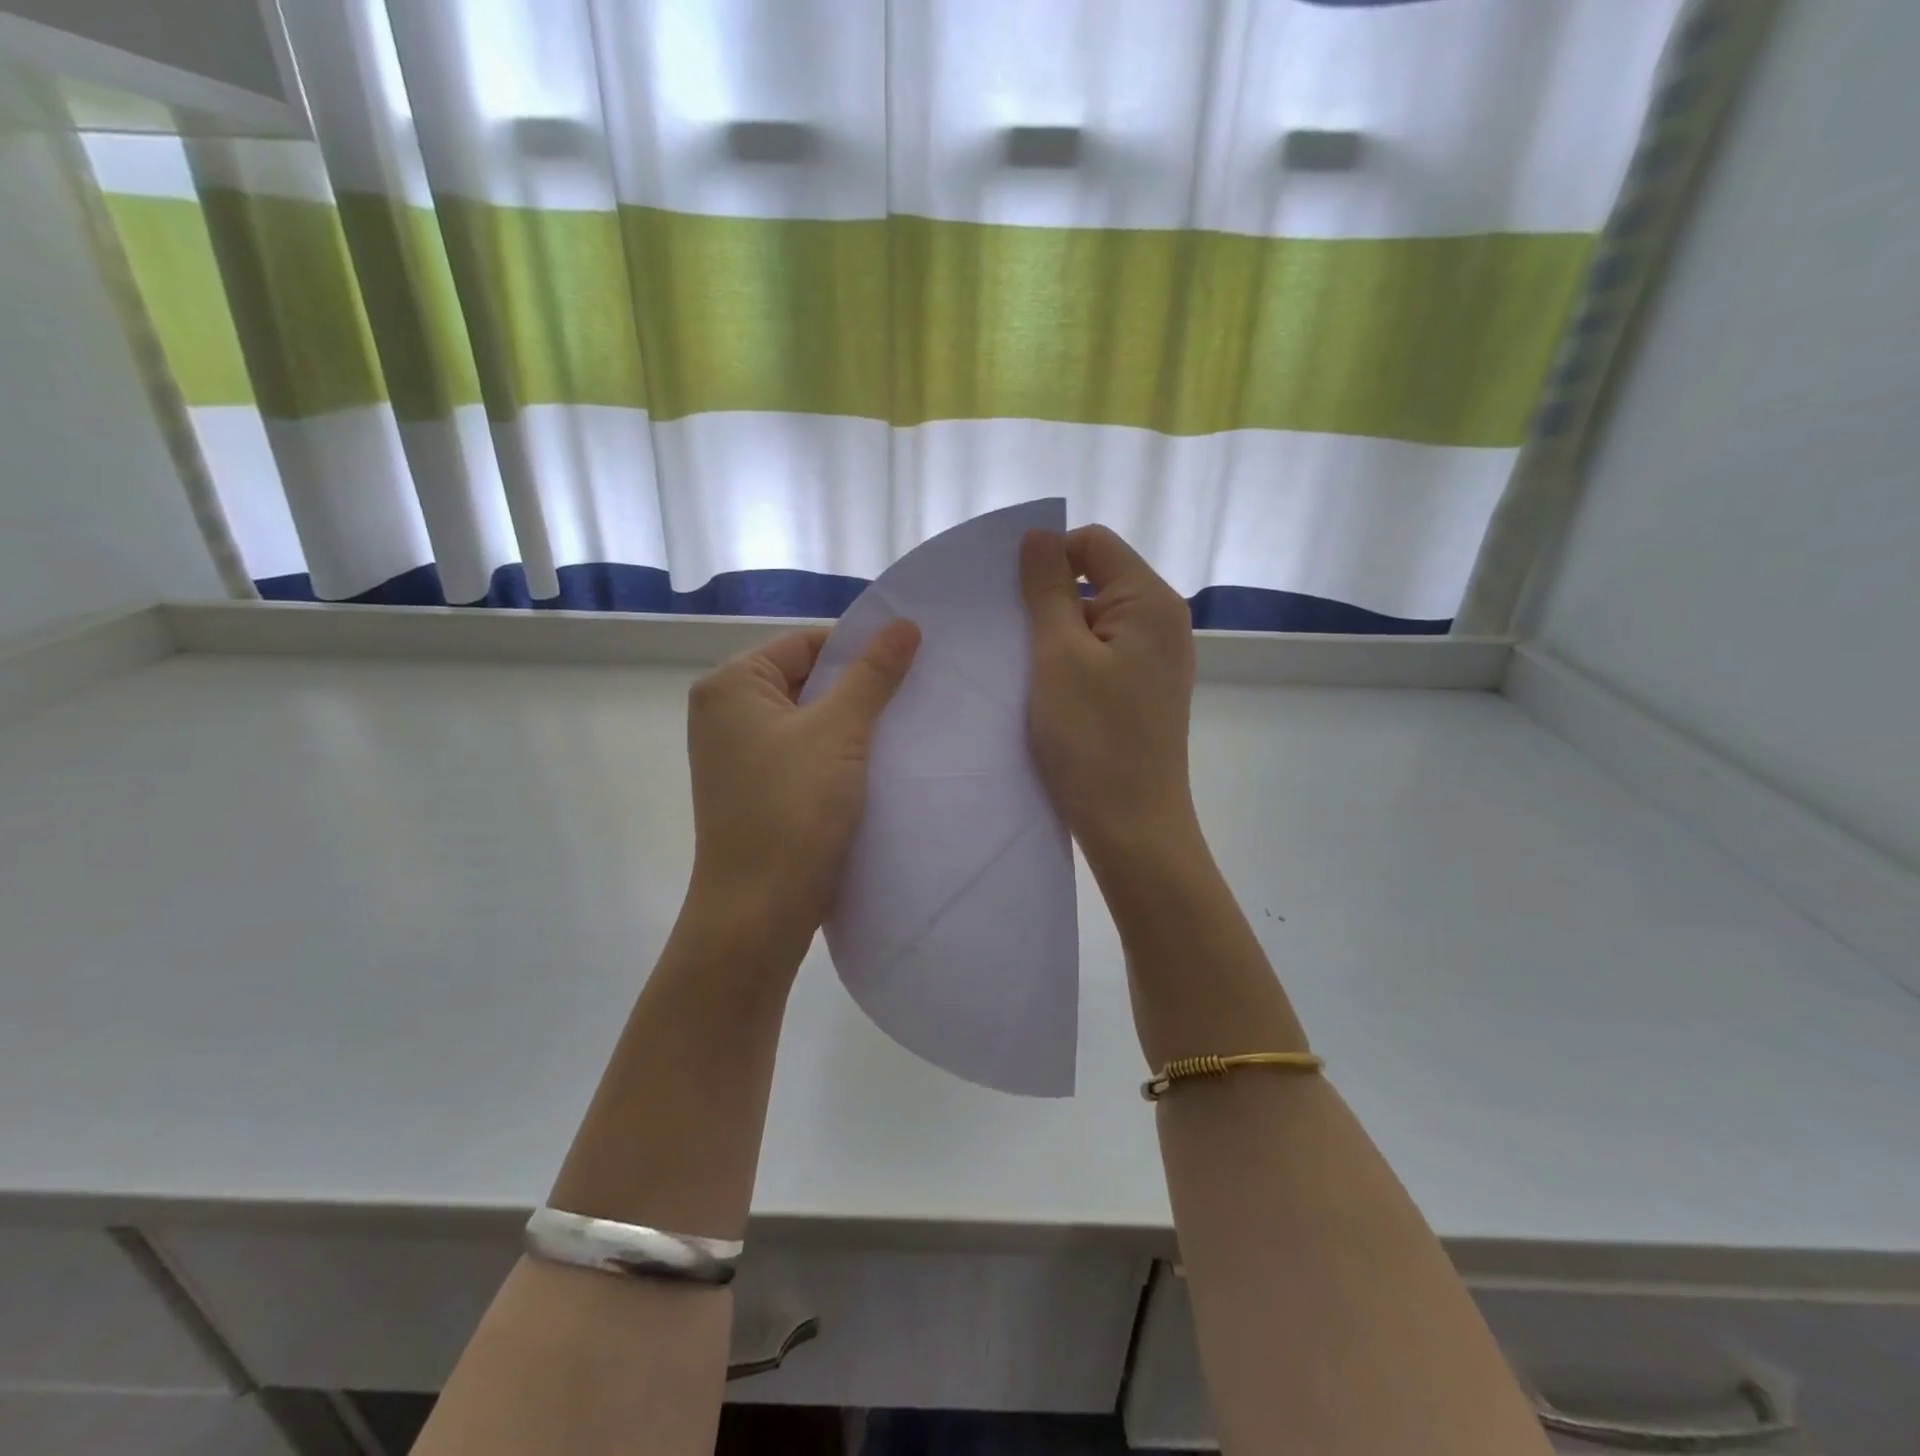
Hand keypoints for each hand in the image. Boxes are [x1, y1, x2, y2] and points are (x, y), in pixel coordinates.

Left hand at [684, 621, 921, 958]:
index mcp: (731, 685)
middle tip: (916, 692)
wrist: (759, 912)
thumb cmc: (793, 810)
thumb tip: (905, 623)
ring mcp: (739, 756)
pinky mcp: (758, 790)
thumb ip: (873, 674)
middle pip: (806, 680)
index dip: (859, 648)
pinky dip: (839, 754)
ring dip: (853, 723)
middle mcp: (726, 714)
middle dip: (859, 687)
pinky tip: (879, 762)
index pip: (805, 644)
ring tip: (905, 726)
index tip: (910, 661)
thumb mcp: (840, 732)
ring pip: (809, 720)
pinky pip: (805, 754)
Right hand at [1019, 525, 1197, 868]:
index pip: (1095, 544)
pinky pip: (1101, 657)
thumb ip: (1047, 591)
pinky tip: (1043, 690)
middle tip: (1007, 634)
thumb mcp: (1059, 656)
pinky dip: (1070, 663)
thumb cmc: (1093, 738)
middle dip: (1049, 599)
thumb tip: (1038, 535)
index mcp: (1151, 602)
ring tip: (1020, 666)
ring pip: (1094, 623)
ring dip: (1055, 635)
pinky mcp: (1143, 693)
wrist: (1132, 825)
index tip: (1010, 594)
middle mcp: (1162, 623)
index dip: (1050, 556)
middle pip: (1097, 581)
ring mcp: (1155, 661)